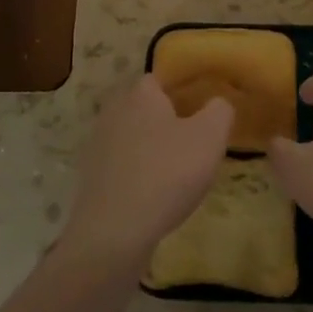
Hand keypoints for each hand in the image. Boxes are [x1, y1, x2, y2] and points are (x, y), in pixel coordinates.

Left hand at [61, 76, 233, 271]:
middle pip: (145, 107)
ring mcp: (98, 145)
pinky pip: (122, 165)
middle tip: (194, 140)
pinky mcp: (91, 178)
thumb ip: (220, 110)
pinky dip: (138, 173)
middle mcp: (114, 111)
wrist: (114, 232)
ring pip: (133, 136)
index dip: (183, 90)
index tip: (202, 110)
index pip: (161, 78)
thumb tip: (218, 103)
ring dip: (152, 148)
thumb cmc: (166, 174)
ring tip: (178, 170)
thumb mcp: (210, 137)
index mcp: (140, 94)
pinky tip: (155, 193)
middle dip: (167, 119)